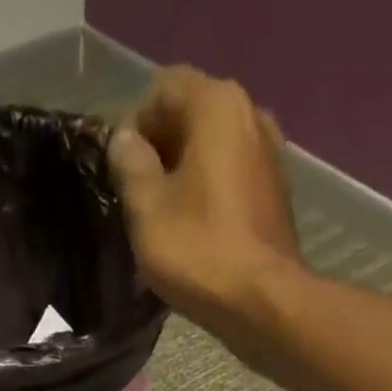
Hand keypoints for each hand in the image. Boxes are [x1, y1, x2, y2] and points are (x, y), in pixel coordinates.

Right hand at [108, 67, 303, 325]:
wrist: (263, 302)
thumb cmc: (199, 252)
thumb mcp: (146, 209)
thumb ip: (129, 165)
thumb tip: (124, 140)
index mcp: (216, 104)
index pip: (161, 89)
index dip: (132, 126)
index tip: (118, 173)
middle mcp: (249, 113)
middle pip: (189, 117)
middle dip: (157, 152)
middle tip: (134, 201)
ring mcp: (268, 154)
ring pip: (210, 151)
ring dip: (181, 177)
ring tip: (161, 221)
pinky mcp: (274, 193)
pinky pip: (229, 180)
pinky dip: (206, 196)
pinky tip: (192, 233)